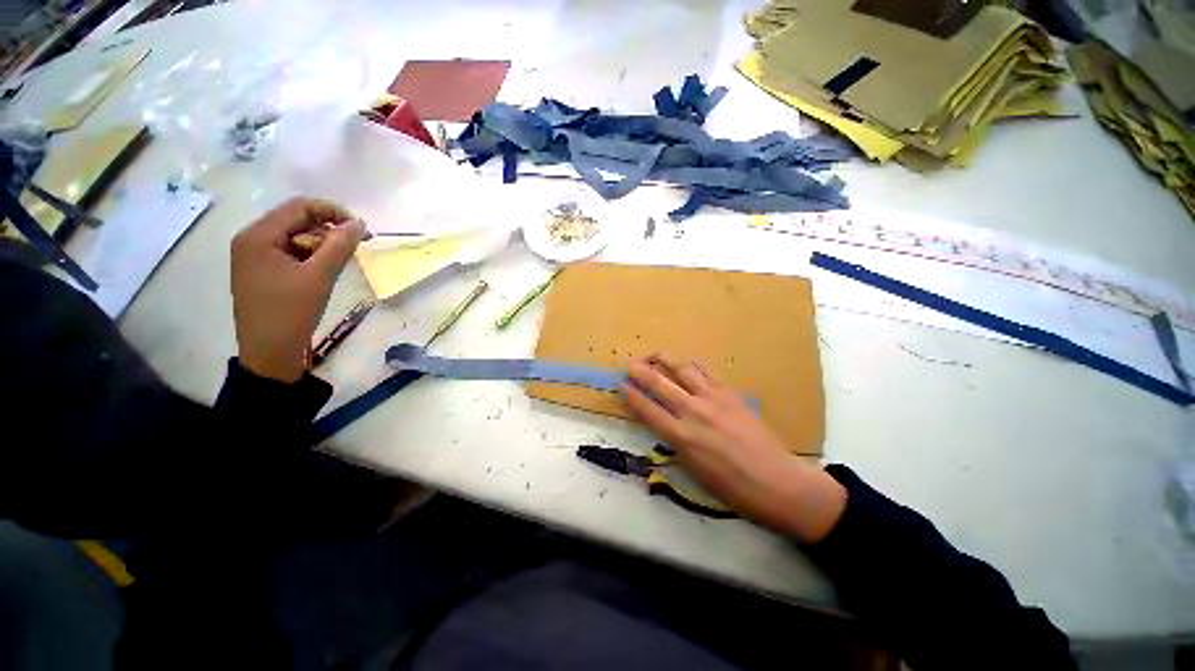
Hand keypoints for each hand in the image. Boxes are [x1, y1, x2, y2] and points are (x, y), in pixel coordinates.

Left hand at [231, 198, 364, 382]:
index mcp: (258, 236)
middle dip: (329, 230)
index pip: (299, 207)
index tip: (361, 230)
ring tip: (340, 263)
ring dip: (322, 245)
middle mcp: (252, 240)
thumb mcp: (319, 277)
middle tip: (357, 247)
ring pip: (296, 237)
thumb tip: (359, 224)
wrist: (269, 353)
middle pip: (297, 220)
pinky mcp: (263, 271)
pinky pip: (292, 253)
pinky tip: (324, 271)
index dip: (333, 212)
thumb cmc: (291, 312)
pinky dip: (312, 257)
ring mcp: (255, 257)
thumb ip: (340, 246)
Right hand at [623, 355, 846, 541]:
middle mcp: (693, 412)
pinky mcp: (730, 393)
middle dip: (641, 371)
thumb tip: (664, 425)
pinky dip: (691, 364)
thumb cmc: (732, 488)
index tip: (621, 386)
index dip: (632, 395)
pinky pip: (706, 371)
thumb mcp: (694, 472)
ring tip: (654, 355)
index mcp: (682, 437)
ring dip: (664, 359)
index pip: (648, 410)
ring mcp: (713, 399)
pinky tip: (685, 363)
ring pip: (683, 369)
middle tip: (629, 364)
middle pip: (660, 384)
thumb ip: (676, 443)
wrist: (778, 483)